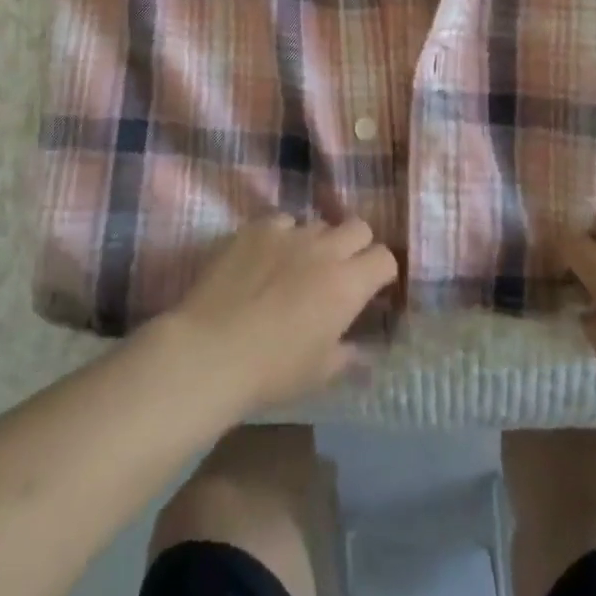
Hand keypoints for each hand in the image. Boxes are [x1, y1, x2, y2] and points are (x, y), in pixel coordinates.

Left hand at [161, 214, 398, 414]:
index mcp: (347, 284)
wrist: (210, 351)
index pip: (384, 258)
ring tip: (297, 267)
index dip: (381, 273)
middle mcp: (324, 249)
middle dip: (356, 246)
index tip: (371, 289)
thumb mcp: (319, 373)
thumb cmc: (272, 370)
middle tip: (340, 272)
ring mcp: (289, 233)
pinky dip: (281, 237)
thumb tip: (360, 348)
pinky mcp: (256, 228)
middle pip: (358, 227)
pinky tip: (265, 259)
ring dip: (316, 242)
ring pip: (317, 223)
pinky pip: (281, 222)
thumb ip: (347, 354)